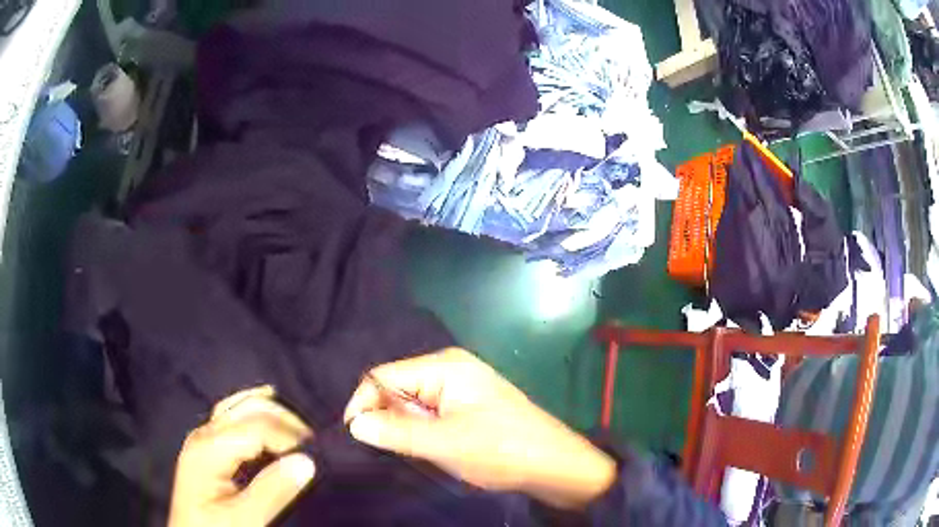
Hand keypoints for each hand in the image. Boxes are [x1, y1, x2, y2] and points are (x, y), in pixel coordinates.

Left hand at [169, 386, 316, 526]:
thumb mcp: (243, 520)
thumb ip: (272, 492)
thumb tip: (308, 461)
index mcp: (208, 449)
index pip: (256, 427)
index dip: (290, 438)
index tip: (316, 460)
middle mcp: (204, 434)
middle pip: (248, 408)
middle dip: (285, 421)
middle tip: (315, 447)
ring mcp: (203, 436)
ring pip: (240, 406)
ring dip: (273, 415)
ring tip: (302, 435)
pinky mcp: (207, 445)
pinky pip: (233, 415)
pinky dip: (256, 411)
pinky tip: (271, 412)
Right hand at [344, 348, 616, 509]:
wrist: (554, 465)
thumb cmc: (502, 450)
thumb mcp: (445, 443)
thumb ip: (397, 432)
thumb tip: (355, 424)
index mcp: (444, 365)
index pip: (383, 375)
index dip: (364, 403)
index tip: (355, 436)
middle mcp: (449, 368)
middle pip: (395, 387)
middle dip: (384, 417)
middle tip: (384, 449)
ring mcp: (459, 388)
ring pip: (411, 403)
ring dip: (402, 427)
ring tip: (407, 451)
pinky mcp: (465, 406)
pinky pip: (428, 413)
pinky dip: (419, 430)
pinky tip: (424, 448)